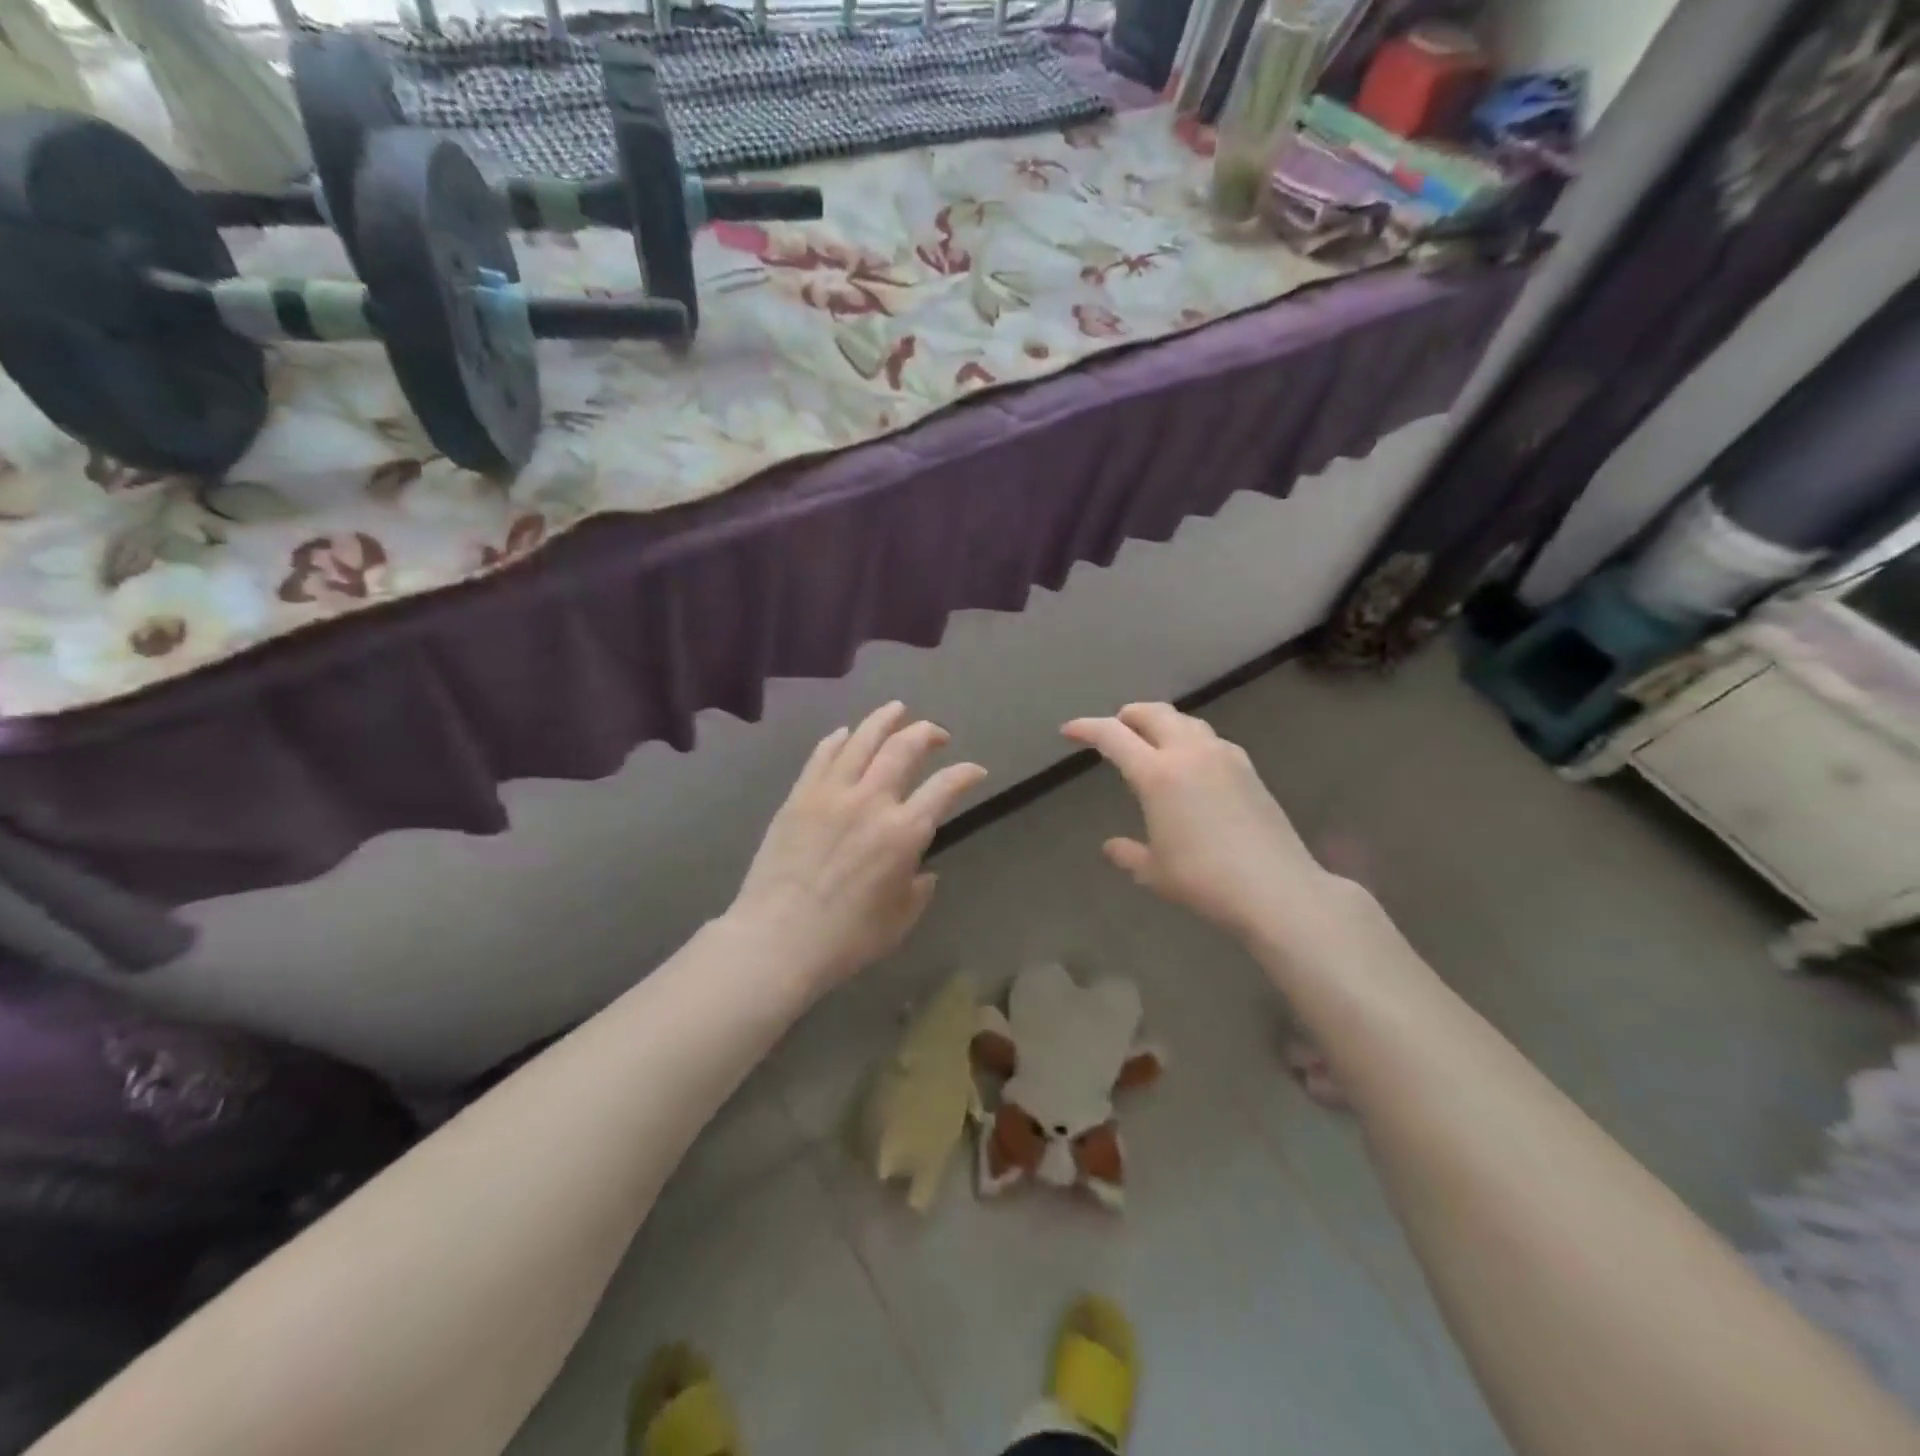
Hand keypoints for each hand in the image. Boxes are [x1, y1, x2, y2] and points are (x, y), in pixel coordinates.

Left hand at [730, 702, 986, 991]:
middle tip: (937, 734)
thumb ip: (918, 890)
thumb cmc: (845, 939)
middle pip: (904, 748)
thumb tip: (922, 871)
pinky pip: (822, 755)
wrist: (776, 939)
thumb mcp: (899, 921)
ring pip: (863, 739)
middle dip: (927, 733)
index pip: (946, 787)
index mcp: (903, 832)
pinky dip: (839, 738)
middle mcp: (871, 801)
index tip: (976, 771)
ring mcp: (831, 793)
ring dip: (885, 719)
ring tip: (897, 709)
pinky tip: (847, 733)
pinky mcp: (799, 796)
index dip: (966, 774)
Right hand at [1062, 703, 1332, 941]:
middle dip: (1127, 716)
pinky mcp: (1248, 769)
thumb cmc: (1204, 881)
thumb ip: (1128, 854)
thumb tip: (1111, 847)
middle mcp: (1189, 753)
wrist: (1277, 889)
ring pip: (1186, 721)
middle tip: (1113, 729)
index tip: (1069, 730)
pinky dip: (1190, 740)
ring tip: (1151, 741)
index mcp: (1157, 774)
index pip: (1113, 736)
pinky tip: (1191, 763)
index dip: (1086, 728)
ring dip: (1162, 723)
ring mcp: (1224, 757)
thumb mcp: (1154, 872)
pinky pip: (1210, 739)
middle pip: (1153, 713)